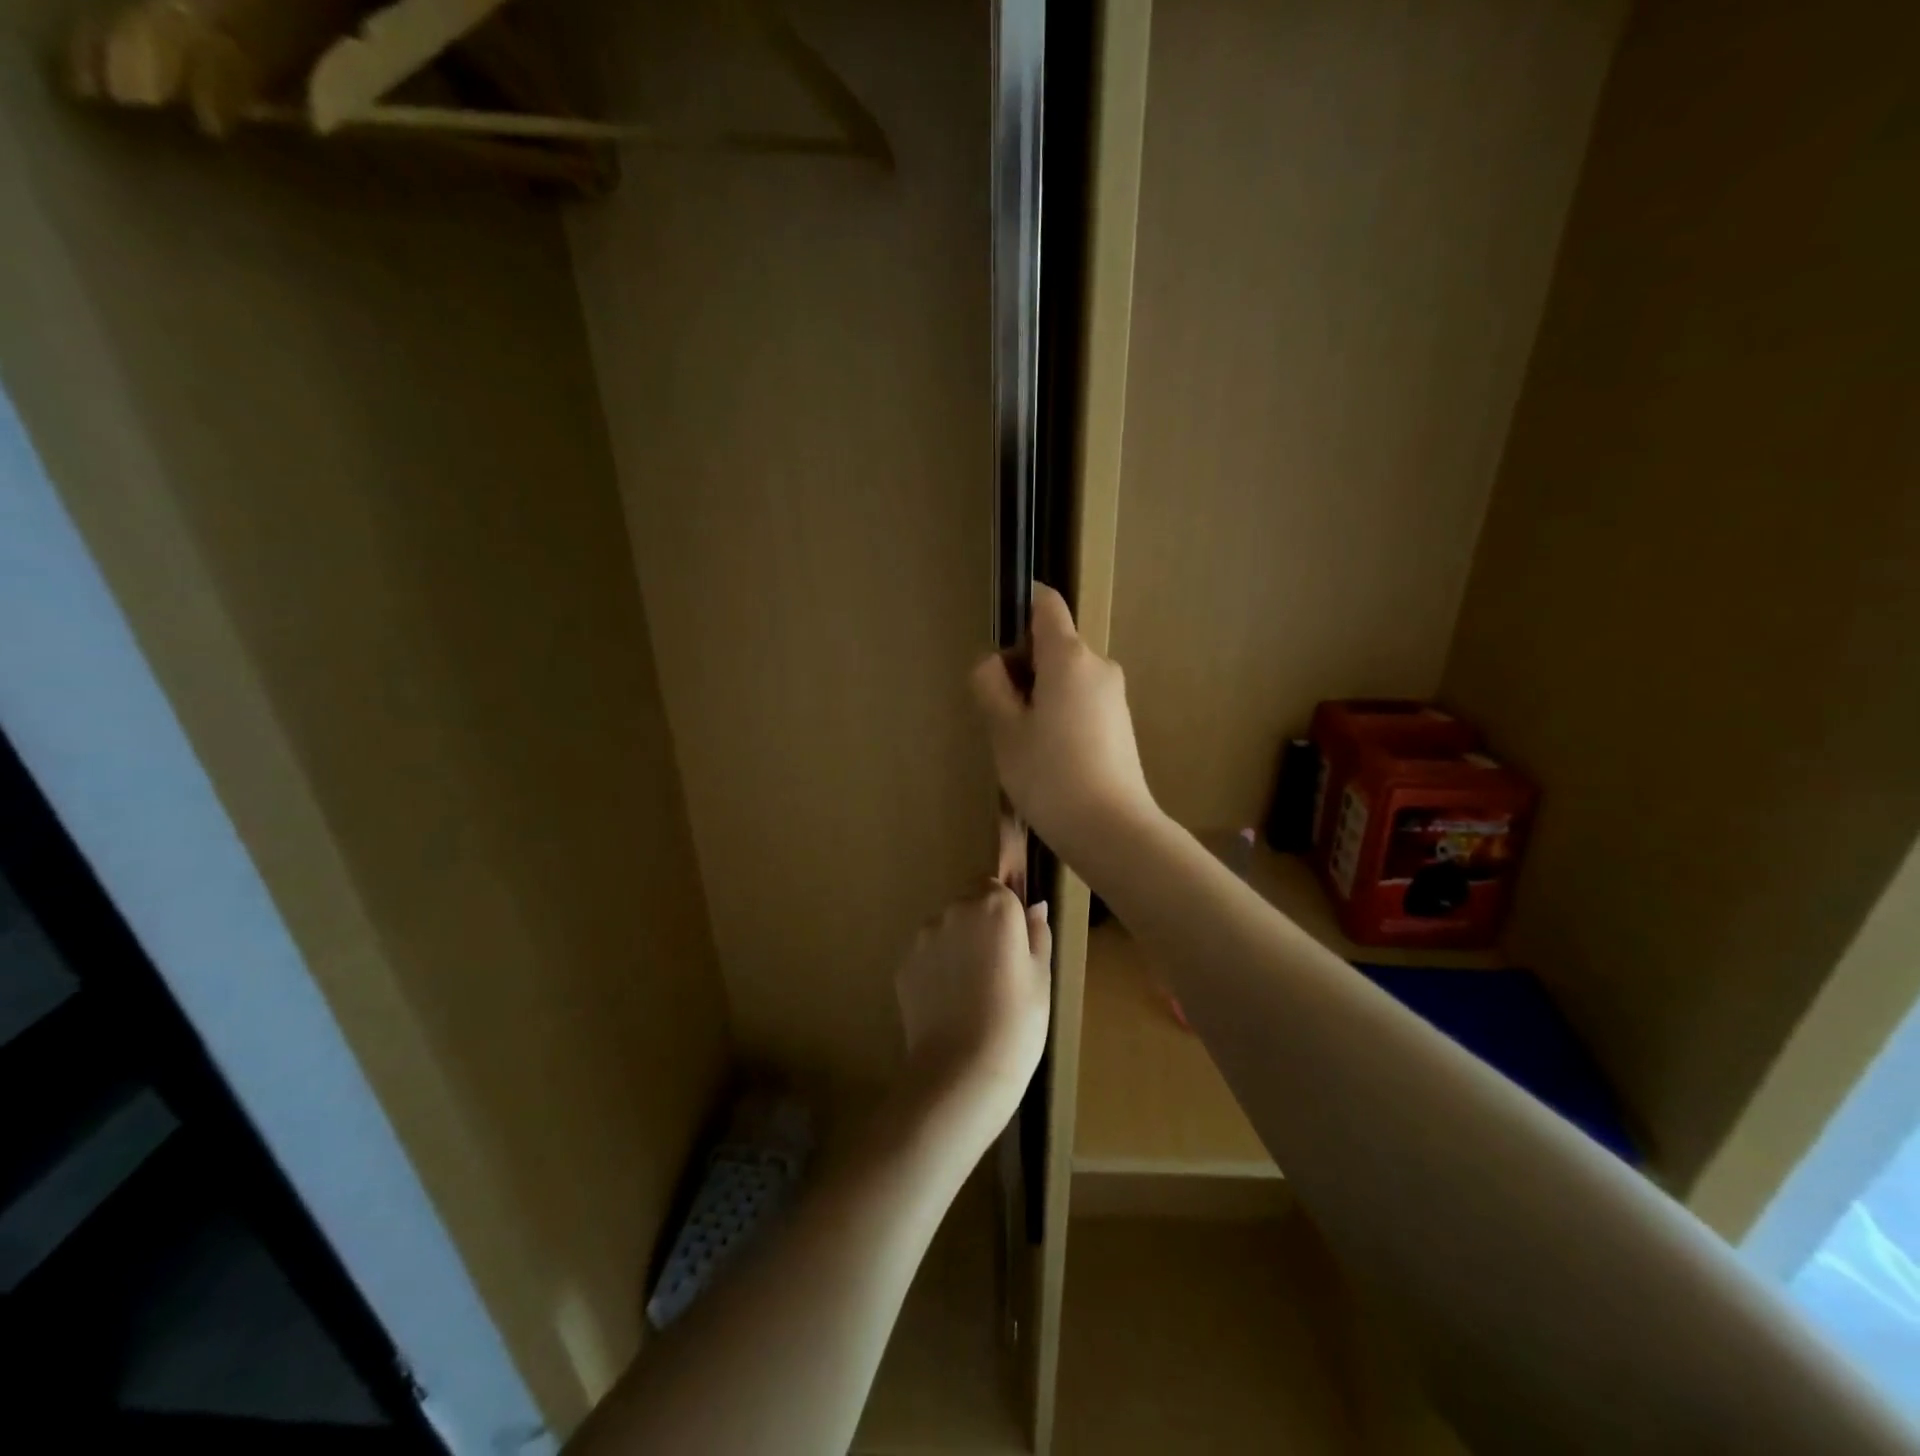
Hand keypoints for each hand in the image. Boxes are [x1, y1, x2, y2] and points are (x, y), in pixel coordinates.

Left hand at [895, 883, 1050, 1125]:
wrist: (963, 1071)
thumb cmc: (1017, 1022)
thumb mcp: (1042, 978)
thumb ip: (1037, 934)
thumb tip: (1035, 907)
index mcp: (994, 906)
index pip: (996, 886)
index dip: (1005, 911)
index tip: (1014, 941)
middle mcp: (954, 911)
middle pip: (968, 904)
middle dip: (980, 926)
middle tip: (996, 969)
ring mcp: (924, 937)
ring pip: (945, 930)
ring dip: (956, 946)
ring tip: (971, 991)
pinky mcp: (903, 964)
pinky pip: (926, 956)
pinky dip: (936, 970)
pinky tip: (950, 1003)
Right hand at [970, 583, 1158, 858]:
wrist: (1113, 830)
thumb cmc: (1050, 775)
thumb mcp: (1005, 730)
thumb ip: (991, 686)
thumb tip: (993, 664)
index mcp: (1069, 657)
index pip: (1046, 605)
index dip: (1020, 606)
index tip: (997, 635)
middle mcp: (1098, 666)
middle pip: (1054, 645)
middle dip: (1022, 666)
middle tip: (998, 712)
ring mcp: (1114, 696)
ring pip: (1066, 677)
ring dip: (1039, 695)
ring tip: (1021, 743)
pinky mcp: (1121, 724)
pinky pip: (1081, 702)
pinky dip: (1059, 714)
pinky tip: (1047, 757)